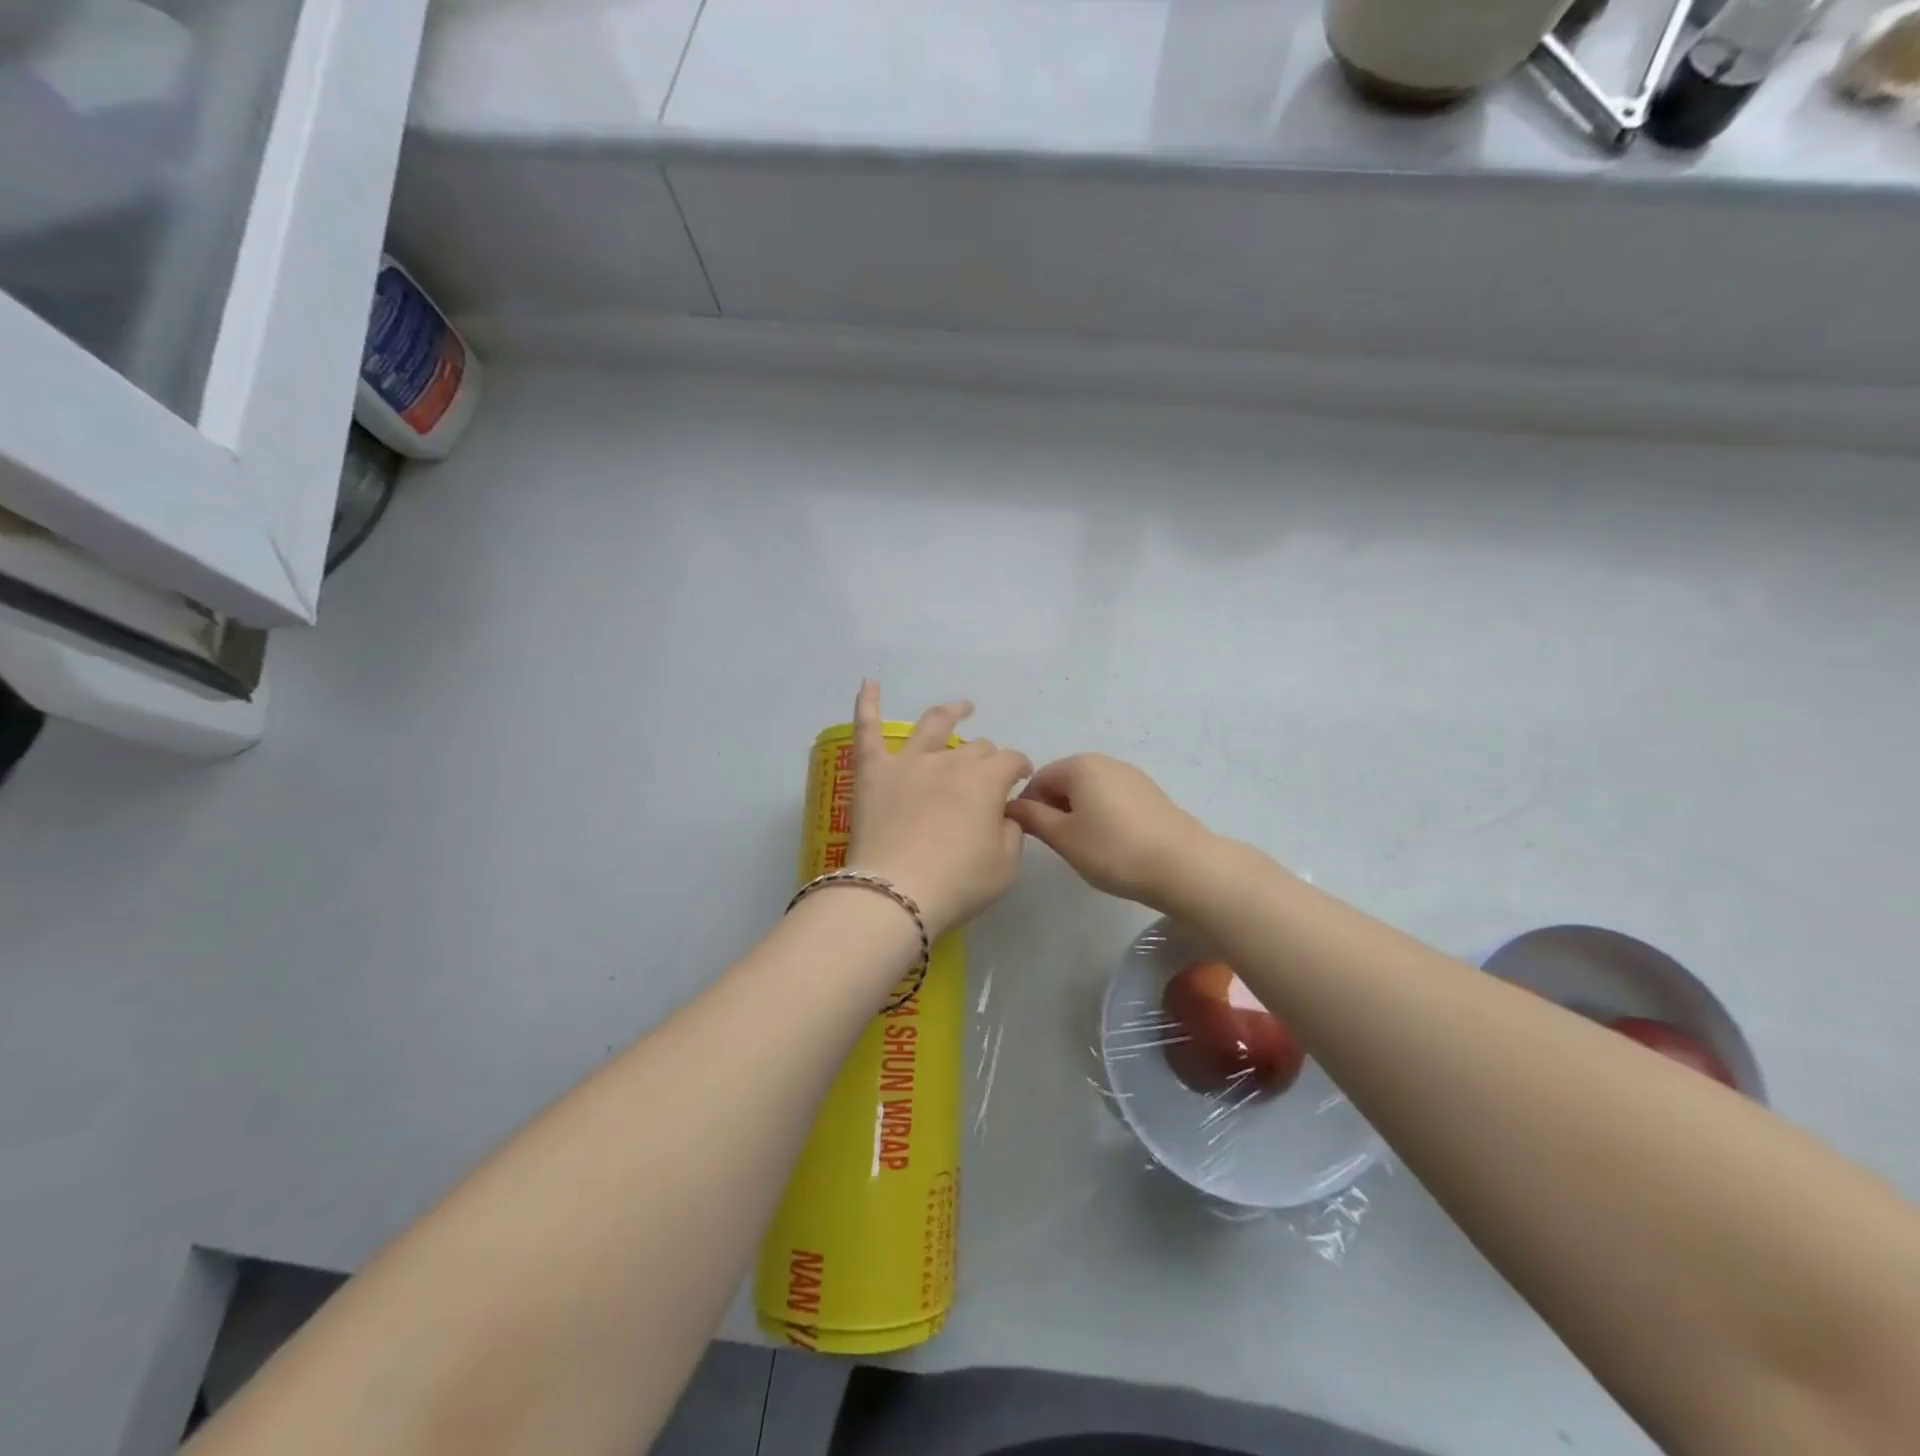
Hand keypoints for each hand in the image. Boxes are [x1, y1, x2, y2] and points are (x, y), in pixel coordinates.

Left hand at [846, 682, 1032, 936]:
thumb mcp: (1005, 865)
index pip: (1012, 761)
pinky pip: (867, 730)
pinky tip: (868, 682)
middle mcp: (950, 761)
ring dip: (951, 712)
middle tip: (988, 776)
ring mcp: (909, 762)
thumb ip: (1012, 831)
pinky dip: (867, 703)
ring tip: (961, 707)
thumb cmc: (958, 883)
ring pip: (933, 724)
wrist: (896, 894)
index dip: (1021, 768)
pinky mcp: (873, 771)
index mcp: (986, 780)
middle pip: (976, 748)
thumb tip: (1004, 812)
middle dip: (988, 758)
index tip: (1022, 781)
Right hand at [1005, 754, 1215, 909]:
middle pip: (1065, 782)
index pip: (1038, 779)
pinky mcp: (1150, 794)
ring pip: (1090, 792)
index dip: (1027, 807)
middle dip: (1054, 809)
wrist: (1182, 865)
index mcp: (1079, 766)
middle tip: (1058, 845)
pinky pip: (1112, 799)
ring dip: (1078, 815)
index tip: (1030, 837)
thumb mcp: (1063, 837)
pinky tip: (1110, 845)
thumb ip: (1033, 818)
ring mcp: (1131, 776)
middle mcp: (1105, 762)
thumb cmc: (1113, 850)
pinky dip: (1102, 817)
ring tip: (1085, 848)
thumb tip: (1013, 806)